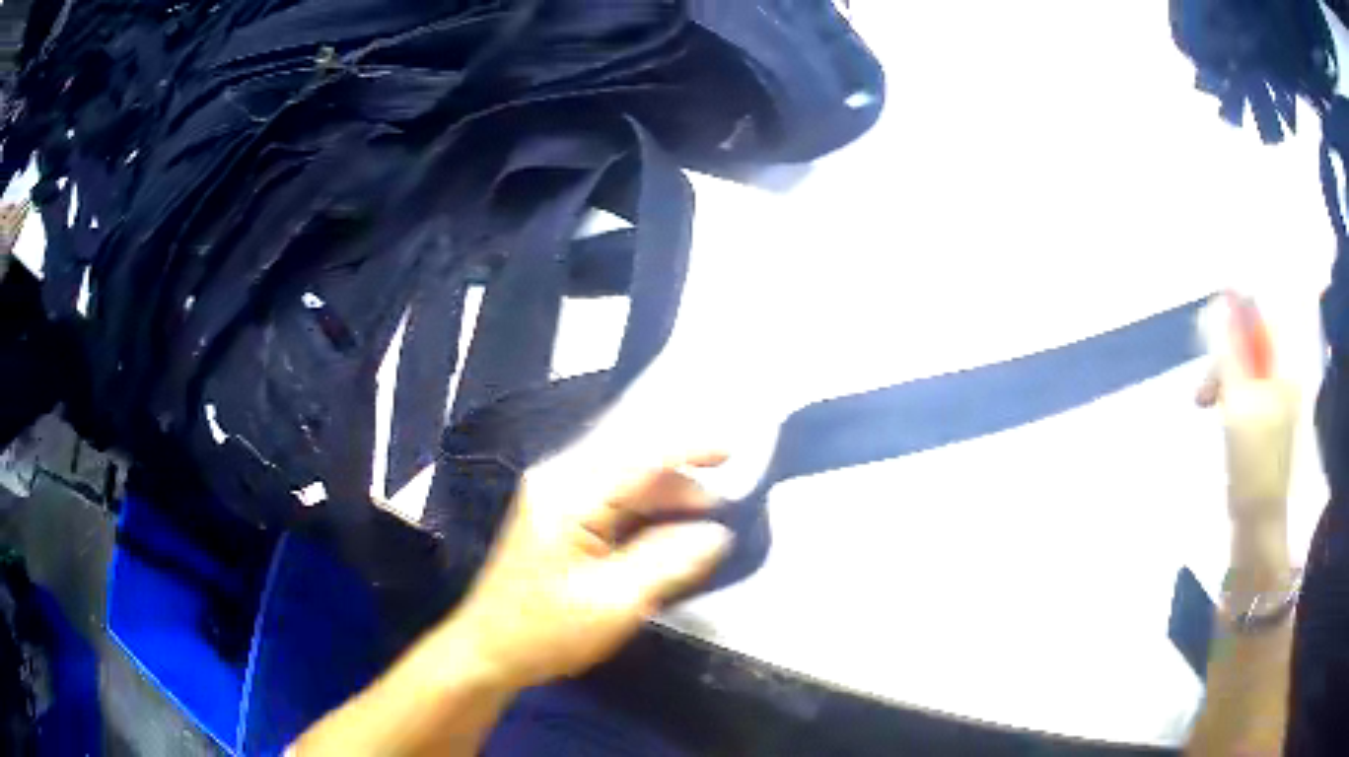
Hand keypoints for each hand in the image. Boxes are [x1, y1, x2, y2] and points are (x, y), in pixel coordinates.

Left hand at [445, 452, 734, 690]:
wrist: (488, 650)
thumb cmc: (547, 630)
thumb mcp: (615, 602)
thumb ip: (669, 561)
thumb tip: (717, 534)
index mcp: (569, 495)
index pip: (639, 456)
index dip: (689, 449)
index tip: (733, 454)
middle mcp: (559, 483)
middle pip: (631, 464)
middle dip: (680, 482)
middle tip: (722, 510)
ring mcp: (554, 500)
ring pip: (623, 484)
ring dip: (664, 499)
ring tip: (702, 525)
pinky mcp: (556, 520)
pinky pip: (610, 503)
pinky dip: (643, 514)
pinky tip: (666, 536)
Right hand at [1196, 297, 1299, 524]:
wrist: (1257, 521)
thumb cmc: (1252, 462)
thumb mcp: (1238, 403)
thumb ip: (1230, 354)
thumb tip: (1221, 307)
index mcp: (1284, 370)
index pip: (1263, 321)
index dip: (1238, 316)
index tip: (1211, 327)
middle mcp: (1283, 379)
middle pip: (1251, 347)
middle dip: (1224, 358)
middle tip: (1203, 388)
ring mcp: (1275, 403)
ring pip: (1244, 370)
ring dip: (1222, 379)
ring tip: (1203, 402)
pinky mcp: (1264, 423)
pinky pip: (1244, 391)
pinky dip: (1228, 396)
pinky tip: (1217, 412)